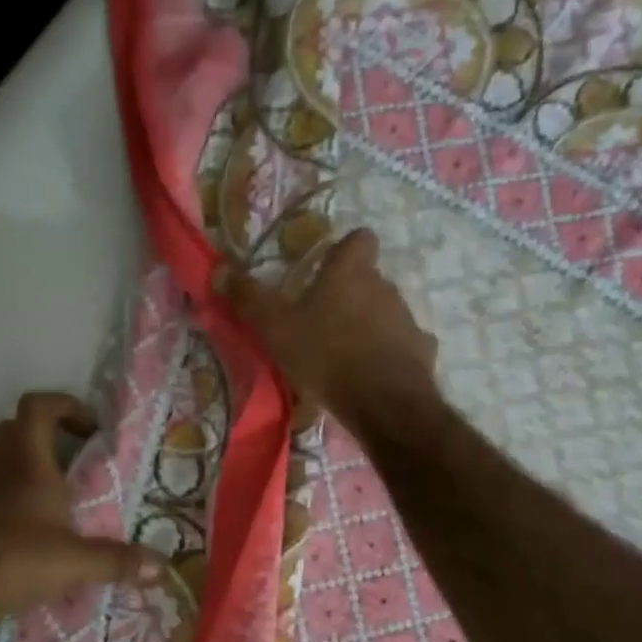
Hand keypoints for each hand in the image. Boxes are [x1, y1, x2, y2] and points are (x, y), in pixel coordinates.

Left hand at [0, 392, 157, 634]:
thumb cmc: (15, 560)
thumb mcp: (75, 563)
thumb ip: (118, 561)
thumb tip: (161, 568)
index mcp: (26, 460)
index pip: (39, 406)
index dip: (66, 406)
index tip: (91, 428)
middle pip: (16, 427)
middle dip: (47, 435)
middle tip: (74, 461)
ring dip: (22, 462)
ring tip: (50, 492)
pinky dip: (3, 491)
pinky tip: (22, 523)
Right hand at [213, 229, 438, 430]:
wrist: (383, 402)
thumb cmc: (326, 354)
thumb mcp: (276, 328)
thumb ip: (249, 299)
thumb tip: (219, 270)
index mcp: (351, 272)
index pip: (359, 239)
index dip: (345, 249)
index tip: (328, 267)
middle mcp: (385, 286)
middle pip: (369, 279)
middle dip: (350, 294)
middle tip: (322, 319)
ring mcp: (407, 319)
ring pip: (386, 312)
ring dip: (368, 325)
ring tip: (344, 353)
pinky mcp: (422, 352)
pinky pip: (402, 345)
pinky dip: (389, 355)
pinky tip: (371, 375)